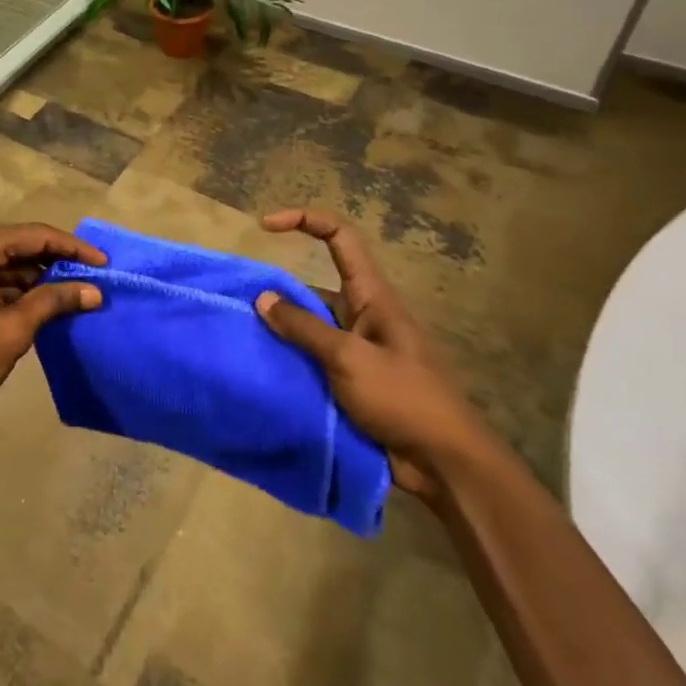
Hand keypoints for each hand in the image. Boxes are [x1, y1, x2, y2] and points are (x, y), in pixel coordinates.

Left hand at [0, 224, 105, 431]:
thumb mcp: (13, 329)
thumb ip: (54, 301)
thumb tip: (94, 291)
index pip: (31, 235)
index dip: (71, 247)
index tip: (102, 262)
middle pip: (18, 244)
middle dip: (56, 261)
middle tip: (92, 275)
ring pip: (5, 260)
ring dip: (38, 276)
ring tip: (76, 290)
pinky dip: (16, 287)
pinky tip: (46, 300)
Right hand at [255, 208, 487, 499]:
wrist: (445, 465)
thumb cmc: (404, 399)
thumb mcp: (348, 358)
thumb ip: (304, 327)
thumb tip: (263, 298)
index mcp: (372, 295)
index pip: (339, 237)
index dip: (304, 220)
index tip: (266, 227)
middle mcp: (363, 314)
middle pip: (315, 286)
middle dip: (278, 292)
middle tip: (240, 307)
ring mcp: (358, 349)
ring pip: (310, 327)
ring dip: (281, 332)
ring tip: (243, 342)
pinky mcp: (352, 381)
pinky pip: (313, 359)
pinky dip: (290, 360)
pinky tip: (263, 370)